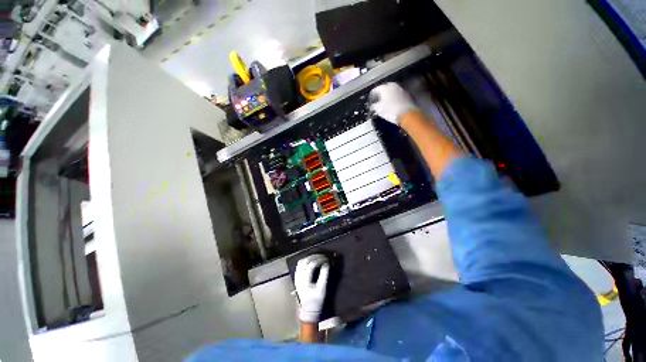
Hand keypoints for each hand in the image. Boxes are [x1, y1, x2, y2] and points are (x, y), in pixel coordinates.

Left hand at [294, 254, 328, 322]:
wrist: (308, 310)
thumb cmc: (316, 300)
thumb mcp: (322, 288)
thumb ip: (324, 275)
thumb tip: (326, 264)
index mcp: (305, 280)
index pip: (311, 265)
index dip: (319, 260)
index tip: (326, 259)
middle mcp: (299, 277)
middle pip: (305, 261)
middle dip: (314, 257)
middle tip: (323, 256)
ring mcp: (296, 277)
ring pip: (301, 262)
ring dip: (309, 257)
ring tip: (317, 257)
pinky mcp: (297, 277)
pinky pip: (299, 265)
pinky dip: (305, 261)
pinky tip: (311, 261)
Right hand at [369, 82, 418, 124]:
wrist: (407, 114)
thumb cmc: (391, 111)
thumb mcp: (378, 110)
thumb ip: (374, 106)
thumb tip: (373, 106)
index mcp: (384, 87)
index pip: (374, 90)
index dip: (371, 97)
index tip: (370, 103)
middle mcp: (392, 85)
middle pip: (383, 90)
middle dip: (380, 96)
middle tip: (377, 103)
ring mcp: (400, 89)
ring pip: (390, 92)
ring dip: (387, 98)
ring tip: (384, 106)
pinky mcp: (406, 95)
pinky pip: (396, 96)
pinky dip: (393, 100)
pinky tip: (392, 106)